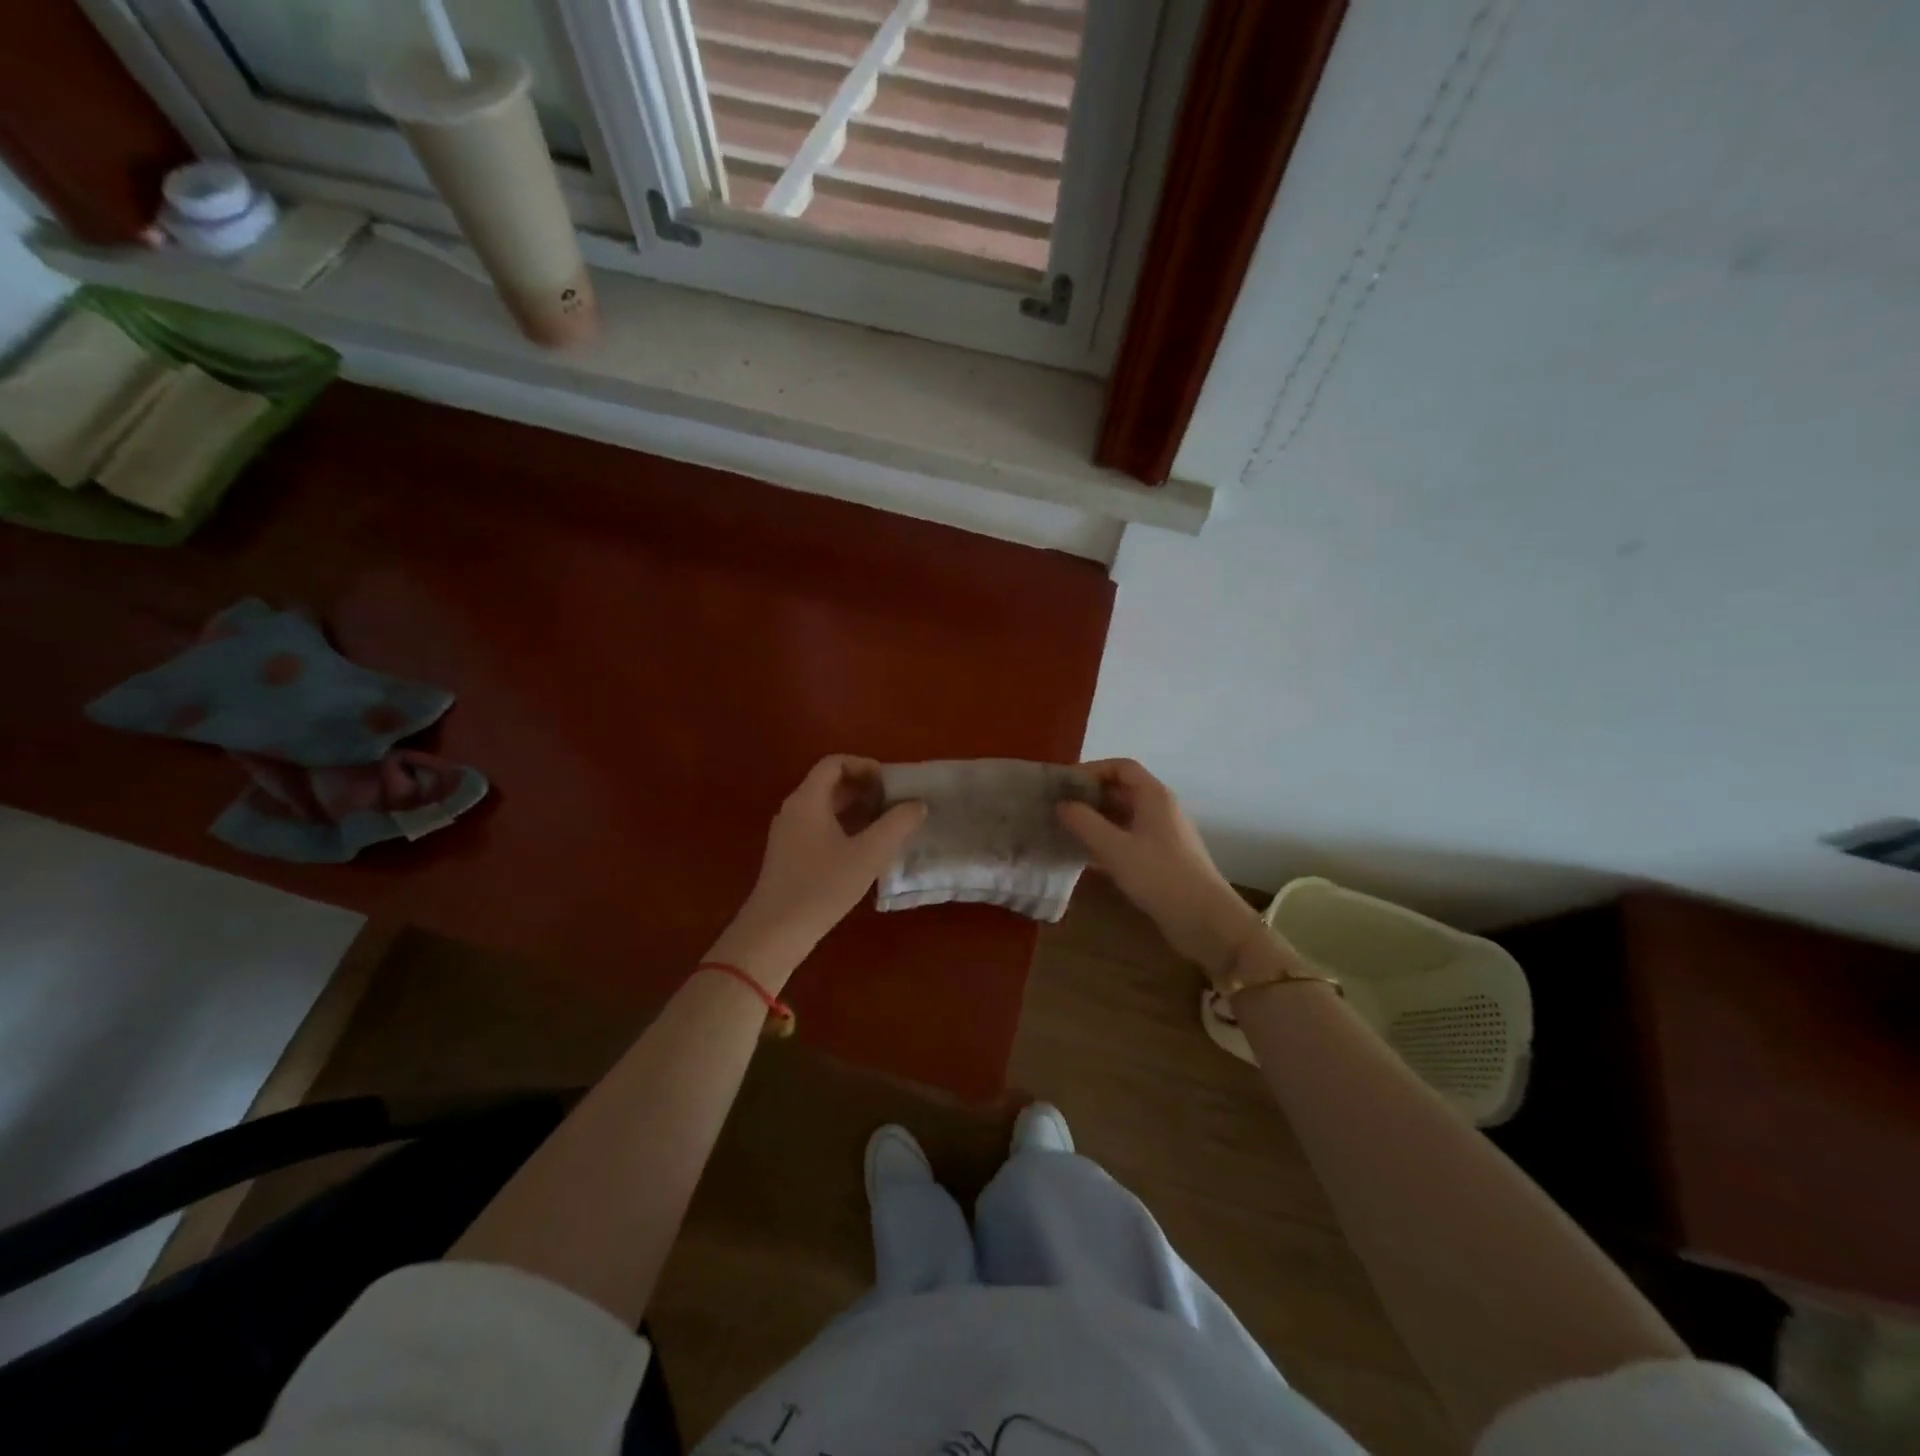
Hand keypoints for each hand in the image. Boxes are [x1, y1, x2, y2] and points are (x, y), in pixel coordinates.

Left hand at [709, 755, 925, 985]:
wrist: (775, 932)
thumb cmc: (822, 887)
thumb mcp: (868, 855)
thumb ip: (896, 825)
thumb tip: (917, 804)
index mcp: (807, 800)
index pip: (834, 763)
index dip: (864, 766)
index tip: (890, 783)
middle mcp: (794, 810)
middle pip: (829, 783)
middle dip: (864, 788)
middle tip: (894, 803)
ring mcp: (788, 833)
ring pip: (825, 807)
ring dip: (856, 809)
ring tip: (886, 825)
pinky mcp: (789, 855)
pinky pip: (819, 827)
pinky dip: (844, 827)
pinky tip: (864, 849)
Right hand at [1058, 759, 1262, 976]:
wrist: (1205, 920)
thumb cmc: (1160, 876)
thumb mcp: (1115, 848)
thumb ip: (1084, 823)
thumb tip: (1062, 804)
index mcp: (1154, 796)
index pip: (1121, 767)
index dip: (1091, 770)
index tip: (1064, 784)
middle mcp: (1159, 809)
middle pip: (1121, 789)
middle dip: (1089, 795)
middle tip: (1057, 807)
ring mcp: (1161, 835)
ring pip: (1123, 816)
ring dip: (1095, 820)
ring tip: (1064, 829)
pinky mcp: (1160, 859)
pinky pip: (1127, 839)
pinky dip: (1105, 841)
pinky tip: (1083, 856)